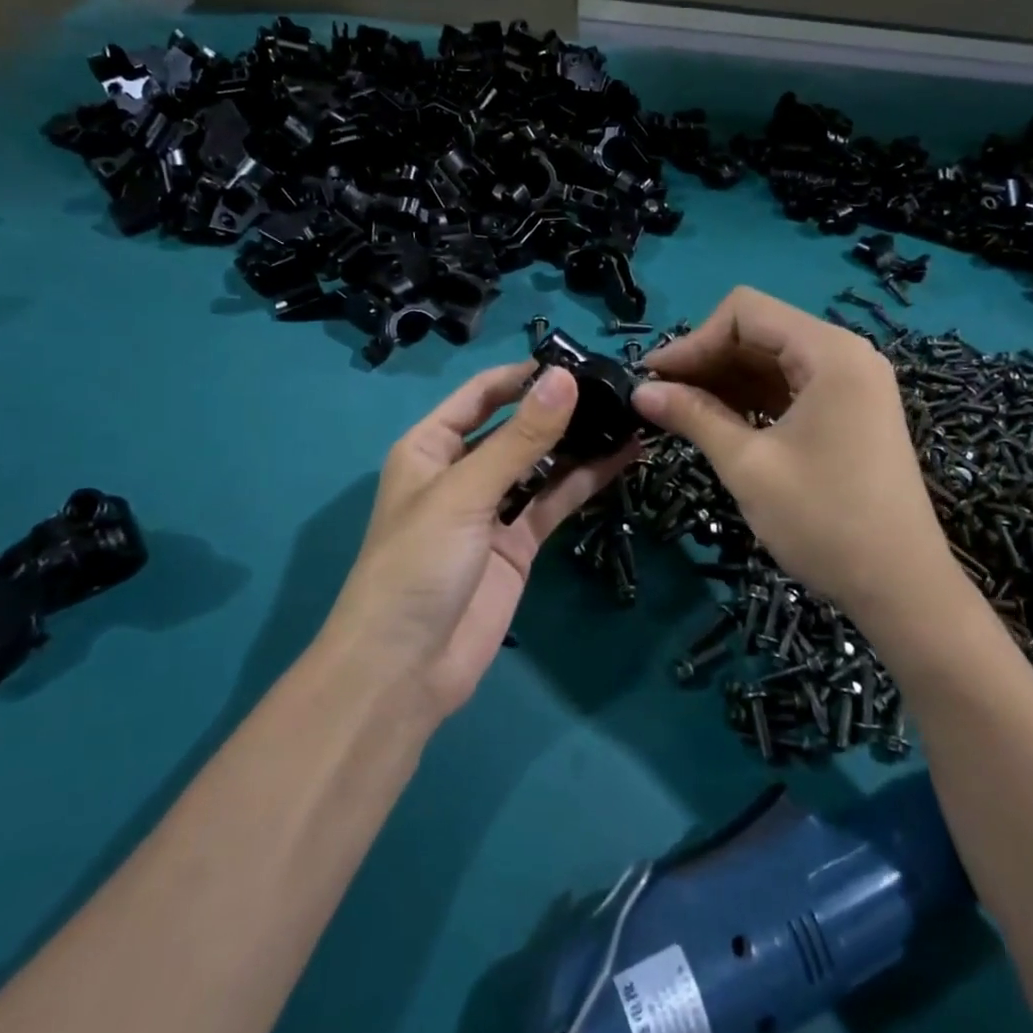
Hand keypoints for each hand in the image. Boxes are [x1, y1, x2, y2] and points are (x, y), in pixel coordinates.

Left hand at [324, 362, 635, 719]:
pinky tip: (622, 459)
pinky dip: (584, 482)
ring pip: (541, 465)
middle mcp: (461, 471)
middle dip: (558, 408)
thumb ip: (520, 439)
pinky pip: (553, 503)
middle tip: (616, 387)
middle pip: (515, 427)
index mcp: (430, 446)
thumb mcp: (466, 493)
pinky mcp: (517, 545)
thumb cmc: (417, 564)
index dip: (525, 375)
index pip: (482, 394)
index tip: (579, 361)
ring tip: (628, 416)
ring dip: (578, 443)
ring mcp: (492, 510)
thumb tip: (565, 379)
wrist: (404, 671)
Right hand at [631, 287, 948, 614]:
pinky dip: (751, 398)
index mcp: (829, 353)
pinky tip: (719, 422)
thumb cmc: (824, 521)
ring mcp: (852, 384)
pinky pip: (791, 387)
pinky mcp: (851, 413)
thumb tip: (640, 391)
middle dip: (706, 359)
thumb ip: (693, 416)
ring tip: (680, 411)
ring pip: (773, 360)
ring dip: (725, 380)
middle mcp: (845, 355)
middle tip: (660, 397)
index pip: (745, 312)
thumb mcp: (748, 465)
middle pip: (760, 332)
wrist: (903, 590)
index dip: (693, 340)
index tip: (654, 378)